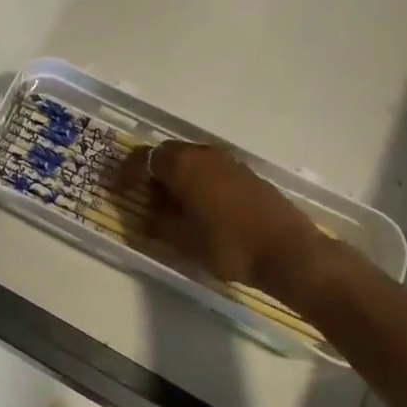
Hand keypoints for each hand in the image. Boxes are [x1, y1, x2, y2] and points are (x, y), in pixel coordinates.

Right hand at [115, 141, 342, 306]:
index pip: (143, 158)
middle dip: (151, 174)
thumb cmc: (229, 245)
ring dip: (176, 178)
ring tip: (171, 206)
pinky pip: (211, 170)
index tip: (115, 189)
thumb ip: (159, 225)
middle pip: (167, 155)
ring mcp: (229, 162)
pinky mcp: (248, 174)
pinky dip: (198, 183)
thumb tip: (146, 218)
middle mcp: (203, 153)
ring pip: (191, 162)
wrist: (291, 252)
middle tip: (143, 198)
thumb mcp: (184, 241)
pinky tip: (201, 208)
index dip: (126, 173)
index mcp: (183, 164)